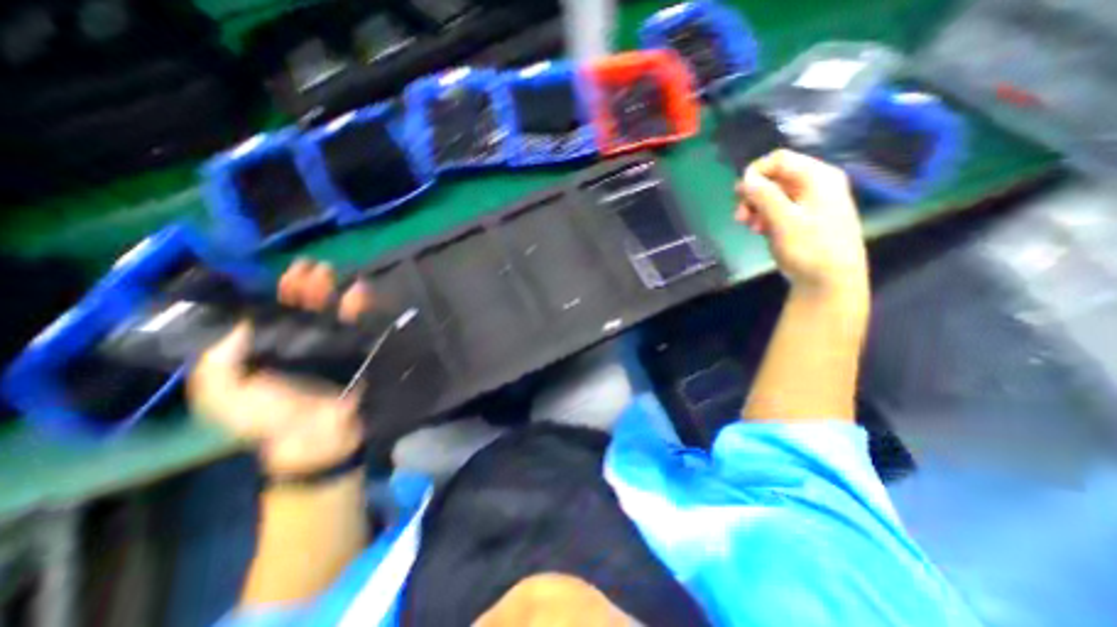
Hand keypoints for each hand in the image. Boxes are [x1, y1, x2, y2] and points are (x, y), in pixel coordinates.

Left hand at [183, 260, 371, 474]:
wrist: (317, 435)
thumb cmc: (269, 417)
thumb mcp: (224, 397)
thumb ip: (216, 365)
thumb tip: (237, 324)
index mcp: (269, 349)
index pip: (273, 313)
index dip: (276, 293)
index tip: (282, 275)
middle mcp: (301, 341)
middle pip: (305, 306)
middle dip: (306, 285)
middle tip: (312, 268)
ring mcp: (333, 344)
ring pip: (333, 309)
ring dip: (332, 289)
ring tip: (330, 273)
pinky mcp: (358, 348)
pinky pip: (361, 322)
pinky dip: (361, 305)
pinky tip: (359, 289)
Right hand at [739, 149, 865, 296]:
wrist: (830, 280)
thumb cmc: (809, 247)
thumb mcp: (783, 220)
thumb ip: (764, 195)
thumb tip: (747, 177)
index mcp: (817, 177)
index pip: (779, 159)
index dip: (756, 172)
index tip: (739, 193)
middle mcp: (815, 185)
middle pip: (775, 178)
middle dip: (753, 194)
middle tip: (739, 215)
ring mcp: (810, 203)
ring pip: (774, 195)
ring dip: (756, 208)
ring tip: (748, 226)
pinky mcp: (803, 219)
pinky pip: (779, 210)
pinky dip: (765, 217)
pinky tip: (759, 230)